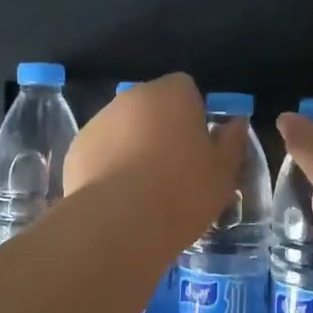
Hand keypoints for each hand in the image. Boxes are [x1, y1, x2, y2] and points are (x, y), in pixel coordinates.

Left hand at [65, 73, 244, 237]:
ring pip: (124, 127)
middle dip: (162, 128)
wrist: (119, 224)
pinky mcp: (77, 148)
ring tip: (144, 188)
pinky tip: (119, 197)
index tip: (199, 145)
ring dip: (134, 145)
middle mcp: (132, 97)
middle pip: (152, 106)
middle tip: (175, 168)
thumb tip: (235, 123)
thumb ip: (232, 141)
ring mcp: (99, 121)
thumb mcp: (223, 172)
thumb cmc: (182, 191)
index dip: (194, 114)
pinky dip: (109, 165)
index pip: (186, 88)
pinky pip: (101, 150)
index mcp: (171, 94)